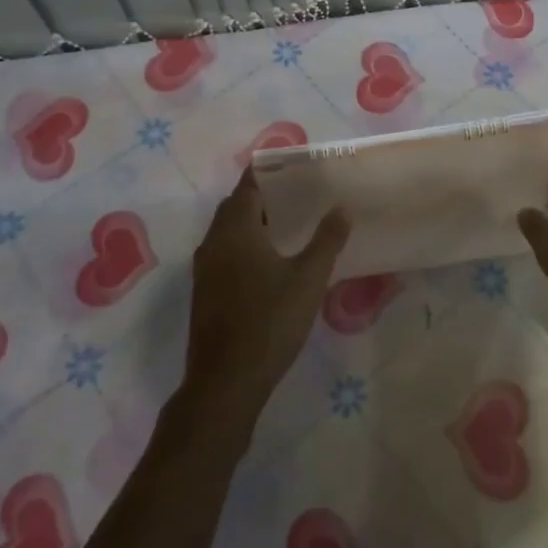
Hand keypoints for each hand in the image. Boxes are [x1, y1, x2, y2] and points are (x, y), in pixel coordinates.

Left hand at [182, 169, 350, 424]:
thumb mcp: (308, 279)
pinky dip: (244, 244)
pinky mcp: (205, 292)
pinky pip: (224, 252)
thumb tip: (342, 207)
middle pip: (236, 206)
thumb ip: (327, 240)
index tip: (293, 165)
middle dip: (262, 196)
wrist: (225, 382)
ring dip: (253, 222)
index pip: (248, 186)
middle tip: (297, 194)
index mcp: (236, 230)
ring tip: (289, 223)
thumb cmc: (269, 322)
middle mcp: (214, 242)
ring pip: (228, 231)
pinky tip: (270, 260)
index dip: (268, 172)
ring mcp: (205, 269)